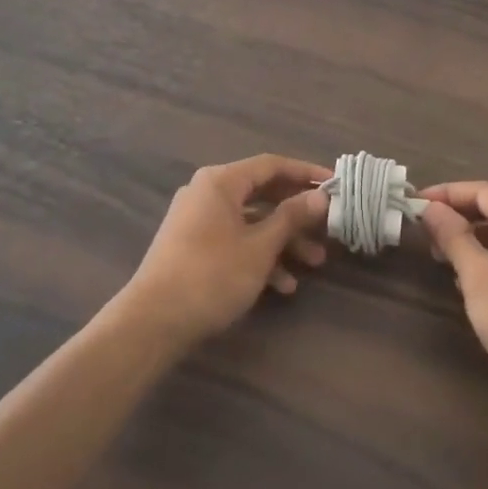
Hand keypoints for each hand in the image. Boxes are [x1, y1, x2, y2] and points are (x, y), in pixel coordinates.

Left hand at [120, 155, 330, 350]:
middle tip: (327, 226)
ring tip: (314, 263)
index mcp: (221, 181)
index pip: (272, 165)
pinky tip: (283, 285)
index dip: (305, 173)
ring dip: (282, 240)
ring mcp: (197, 220)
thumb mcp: (260, 247)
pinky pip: (233, 240)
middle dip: (297, 214)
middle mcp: (207, 192)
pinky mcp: (192, 246)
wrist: (152, 323)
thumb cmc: (211, 275)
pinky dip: (258, 256)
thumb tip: (320, 196)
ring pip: (250, 221)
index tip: (335, 184)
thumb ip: (292, 217)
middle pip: (262, 193)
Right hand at [420, 182, 487, 396]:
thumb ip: (453, 235)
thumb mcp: (476, 274)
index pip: (480, 191)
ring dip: (471, 240)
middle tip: (426, 234)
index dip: (445, 194)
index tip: (415, 204)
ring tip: (443, 258)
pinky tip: (471, 280)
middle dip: (457, 218)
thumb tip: (432, 208)